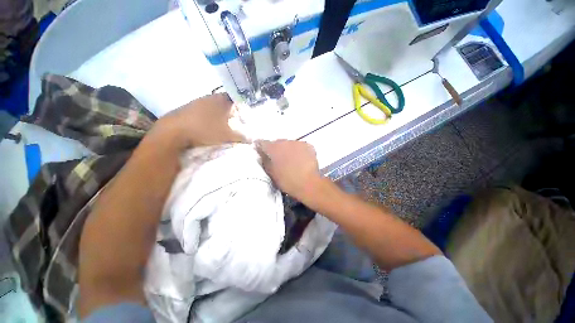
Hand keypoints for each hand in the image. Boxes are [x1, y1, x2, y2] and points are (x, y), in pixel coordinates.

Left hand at [152, 93, 245, 148]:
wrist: (174, 132)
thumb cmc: (206, 130)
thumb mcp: (227, 136)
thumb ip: (241, 137)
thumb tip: (252, 139)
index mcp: (221, 101)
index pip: (235, 97)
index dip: (240, 104)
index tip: (243, 112)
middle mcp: (209, 97)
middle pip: (224, 101)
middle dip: (229, 109)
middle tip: (234, 119)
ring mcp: (197, 101)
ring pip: (212, 105)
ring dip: (217, 112)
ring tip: (221, 123)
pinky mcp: (187, 107)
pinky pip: (202, 109)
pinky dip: (206, 115)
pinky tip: (207, 124)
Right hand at [256, 140, 323, 201]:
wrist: (308, 184)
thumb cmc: (287, 181)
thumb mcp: (271, 173)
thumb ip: (265, 161)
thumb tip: (261, 154)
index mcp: (273, 148)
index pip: (262, 143)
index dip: (260, 147)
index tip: (261, 151)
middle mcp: (284, 141)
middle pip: (277, 143)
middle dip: (276, 149)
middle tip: (279, 159)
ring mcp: (297, 142)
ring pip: (289, 144)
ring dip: (288, 150)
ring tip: (292, 160)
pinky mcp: (308, 145)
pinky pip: (300, 146)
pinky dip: (299, 151)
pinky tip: (301, 160)